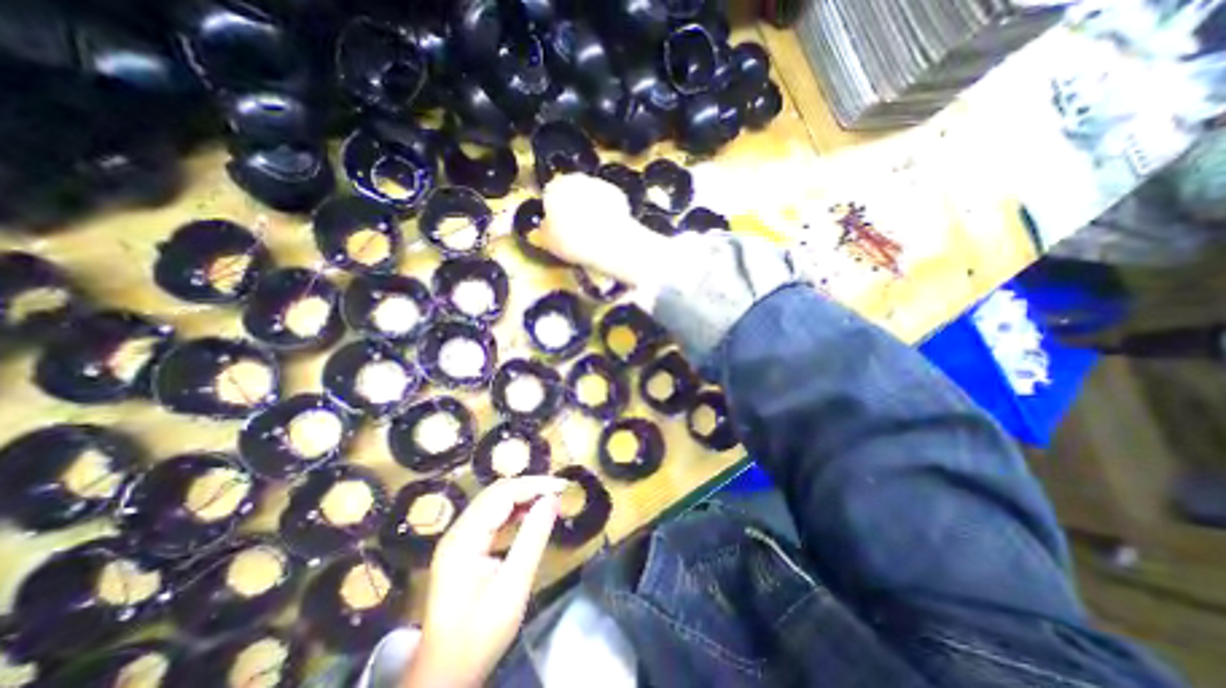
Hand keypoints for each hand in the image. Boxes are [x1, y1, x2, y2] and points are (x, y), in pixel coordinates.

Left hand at [406, 475, 569, 686]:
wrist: (445, 674)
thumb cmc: (479, 634)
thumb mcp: (513, 586)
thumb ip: (533, 538)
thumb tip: (553, 499)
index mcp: (464, 538)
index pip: (503, 494)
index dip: (534, 485)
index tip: (563, 486)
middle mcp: (458, 530)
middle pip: (496, 493)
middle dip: (530, 486)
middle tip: (559, 490)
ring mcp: (458, 538)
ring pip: (493, 501)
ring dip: (522, 496)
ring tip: (549, 498)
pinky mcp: (463, 547)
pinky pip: (491, 516)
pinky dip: (513, 510)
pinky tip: (530, 514)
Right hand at [541, 174, 666, 290]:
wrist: (609, 243)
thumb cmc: (574, 242)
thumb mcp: (549, 242)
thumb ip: (545, 229)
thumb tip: (547, 227)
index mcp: (554, 188)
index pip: (549, 195)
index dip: (553, 212)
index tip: (557, 226)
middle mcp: (576, 180)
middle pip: (571, 192)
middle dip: (573, 208)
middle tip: (575, 230)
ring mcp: (599, 184)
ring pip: (590, 196)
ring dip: (590, 209)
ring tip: (592, 233)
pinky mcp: (617, 194)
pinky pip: (607, 203)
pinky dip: (607, 213)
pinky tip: (606, 229)